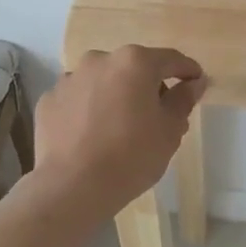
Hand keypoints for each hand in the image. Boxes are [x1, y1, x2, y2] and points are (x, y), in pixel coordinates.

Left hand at [33, 46, 207, 217]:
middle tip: (158, 115)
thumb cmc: (131, 156)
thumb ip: (183, 100)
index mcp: (134, 63)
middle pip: (133, 68)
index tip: (196, 82)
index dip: (187, 70)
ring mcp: (70, 78)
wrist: (72, 186)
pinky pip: (78, 99)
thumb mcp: (170, 131)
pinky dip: (88, 109)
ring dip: (115, 95)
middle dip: (147, 86)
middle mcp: (100, 60)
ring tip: (120, 127)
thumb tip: (193, 83)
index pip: (170, 60)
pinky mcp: (49, 100)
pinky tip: (92, 134)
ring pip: (102, 81)